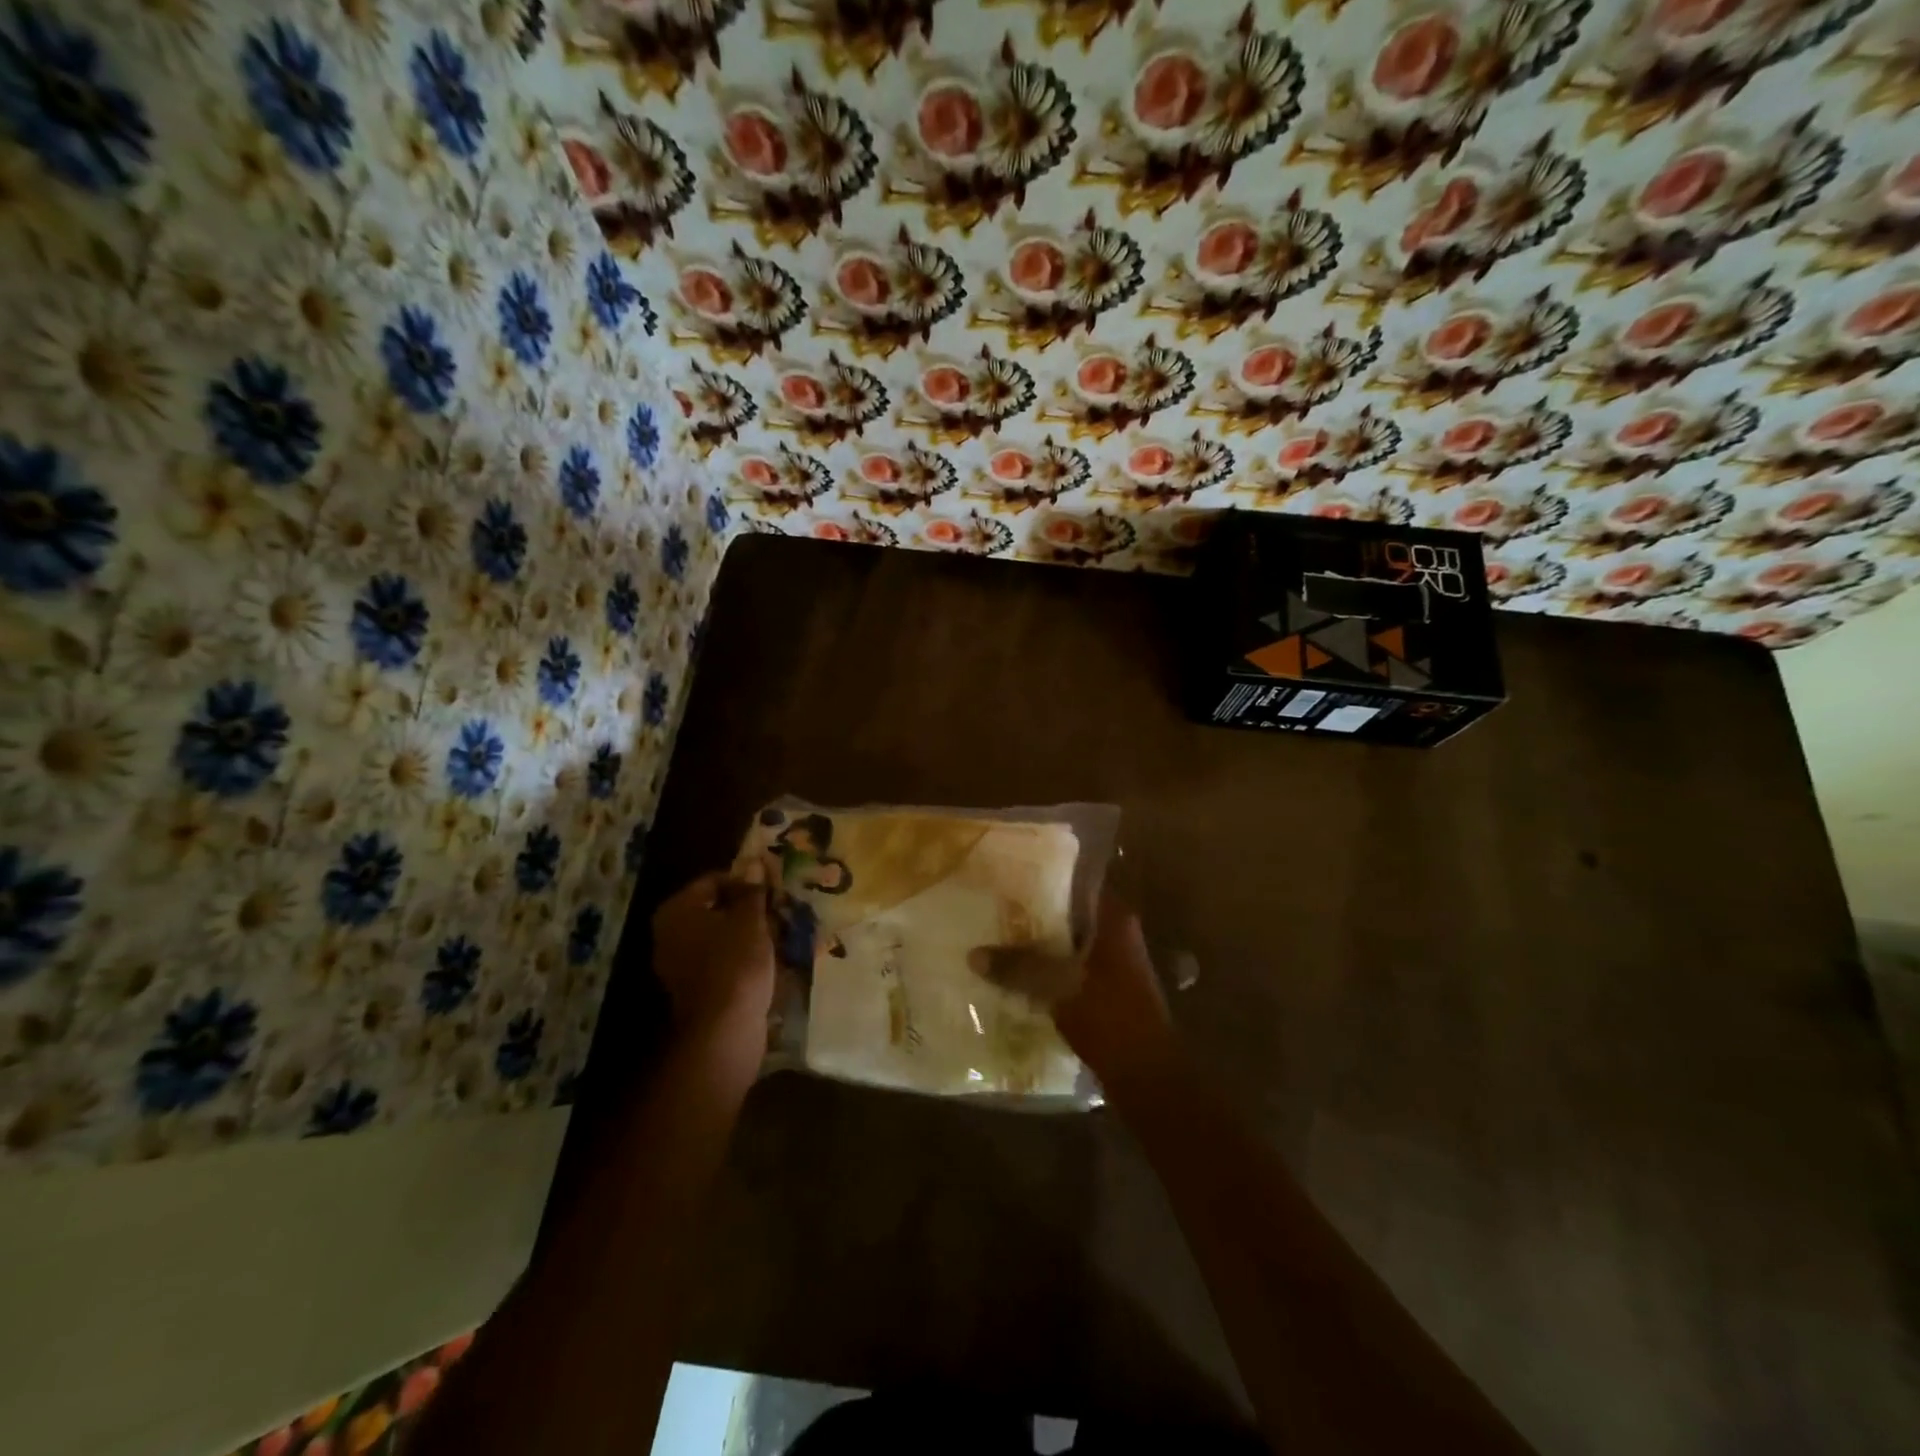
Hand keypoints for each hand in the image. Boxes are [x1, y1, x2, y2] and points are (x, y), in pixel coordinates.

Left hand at [652, 866, 774, 1061]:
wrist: (724, 1029)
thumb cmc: (736, 963)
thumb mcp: (750, 920)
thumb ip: (752, 891)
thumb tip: (754, 864)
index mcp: (676, 910)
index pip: (713, 880)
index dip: (745, 881)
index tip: (772, 889)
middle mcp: (668, 934)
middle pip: (714, 908)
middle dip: (746, 909)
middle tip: (777, 910)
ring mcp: (678, 963)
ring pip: (718, 935)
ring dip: (745, 933)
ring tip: (777, 934)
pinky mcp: (693, 988)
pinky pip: (719, 959)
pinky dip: (740, 956)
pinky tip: (765, 960)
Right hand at [971, 891, 1176, 1089]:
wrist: (1148, 1077)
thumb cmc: (1110, 1019)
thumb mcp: (1059, 988)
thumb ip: (1018, 967)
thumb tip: (973, 954)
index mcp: (1114, 921)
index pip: (1078, 882)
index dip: (1046, 877)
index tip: (1011, 873)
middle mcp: (1117, 935)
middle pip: (1070, 913)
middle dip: (1034, 912)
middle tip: (993, 905)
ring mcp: (1114, 964)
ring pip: (1068, 942)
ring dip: (1039, 943)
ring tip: (996, 937)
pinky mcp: (1106, 990)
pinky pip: (1070, 967)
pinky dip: (1047, 968)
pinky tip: (1016, 975)